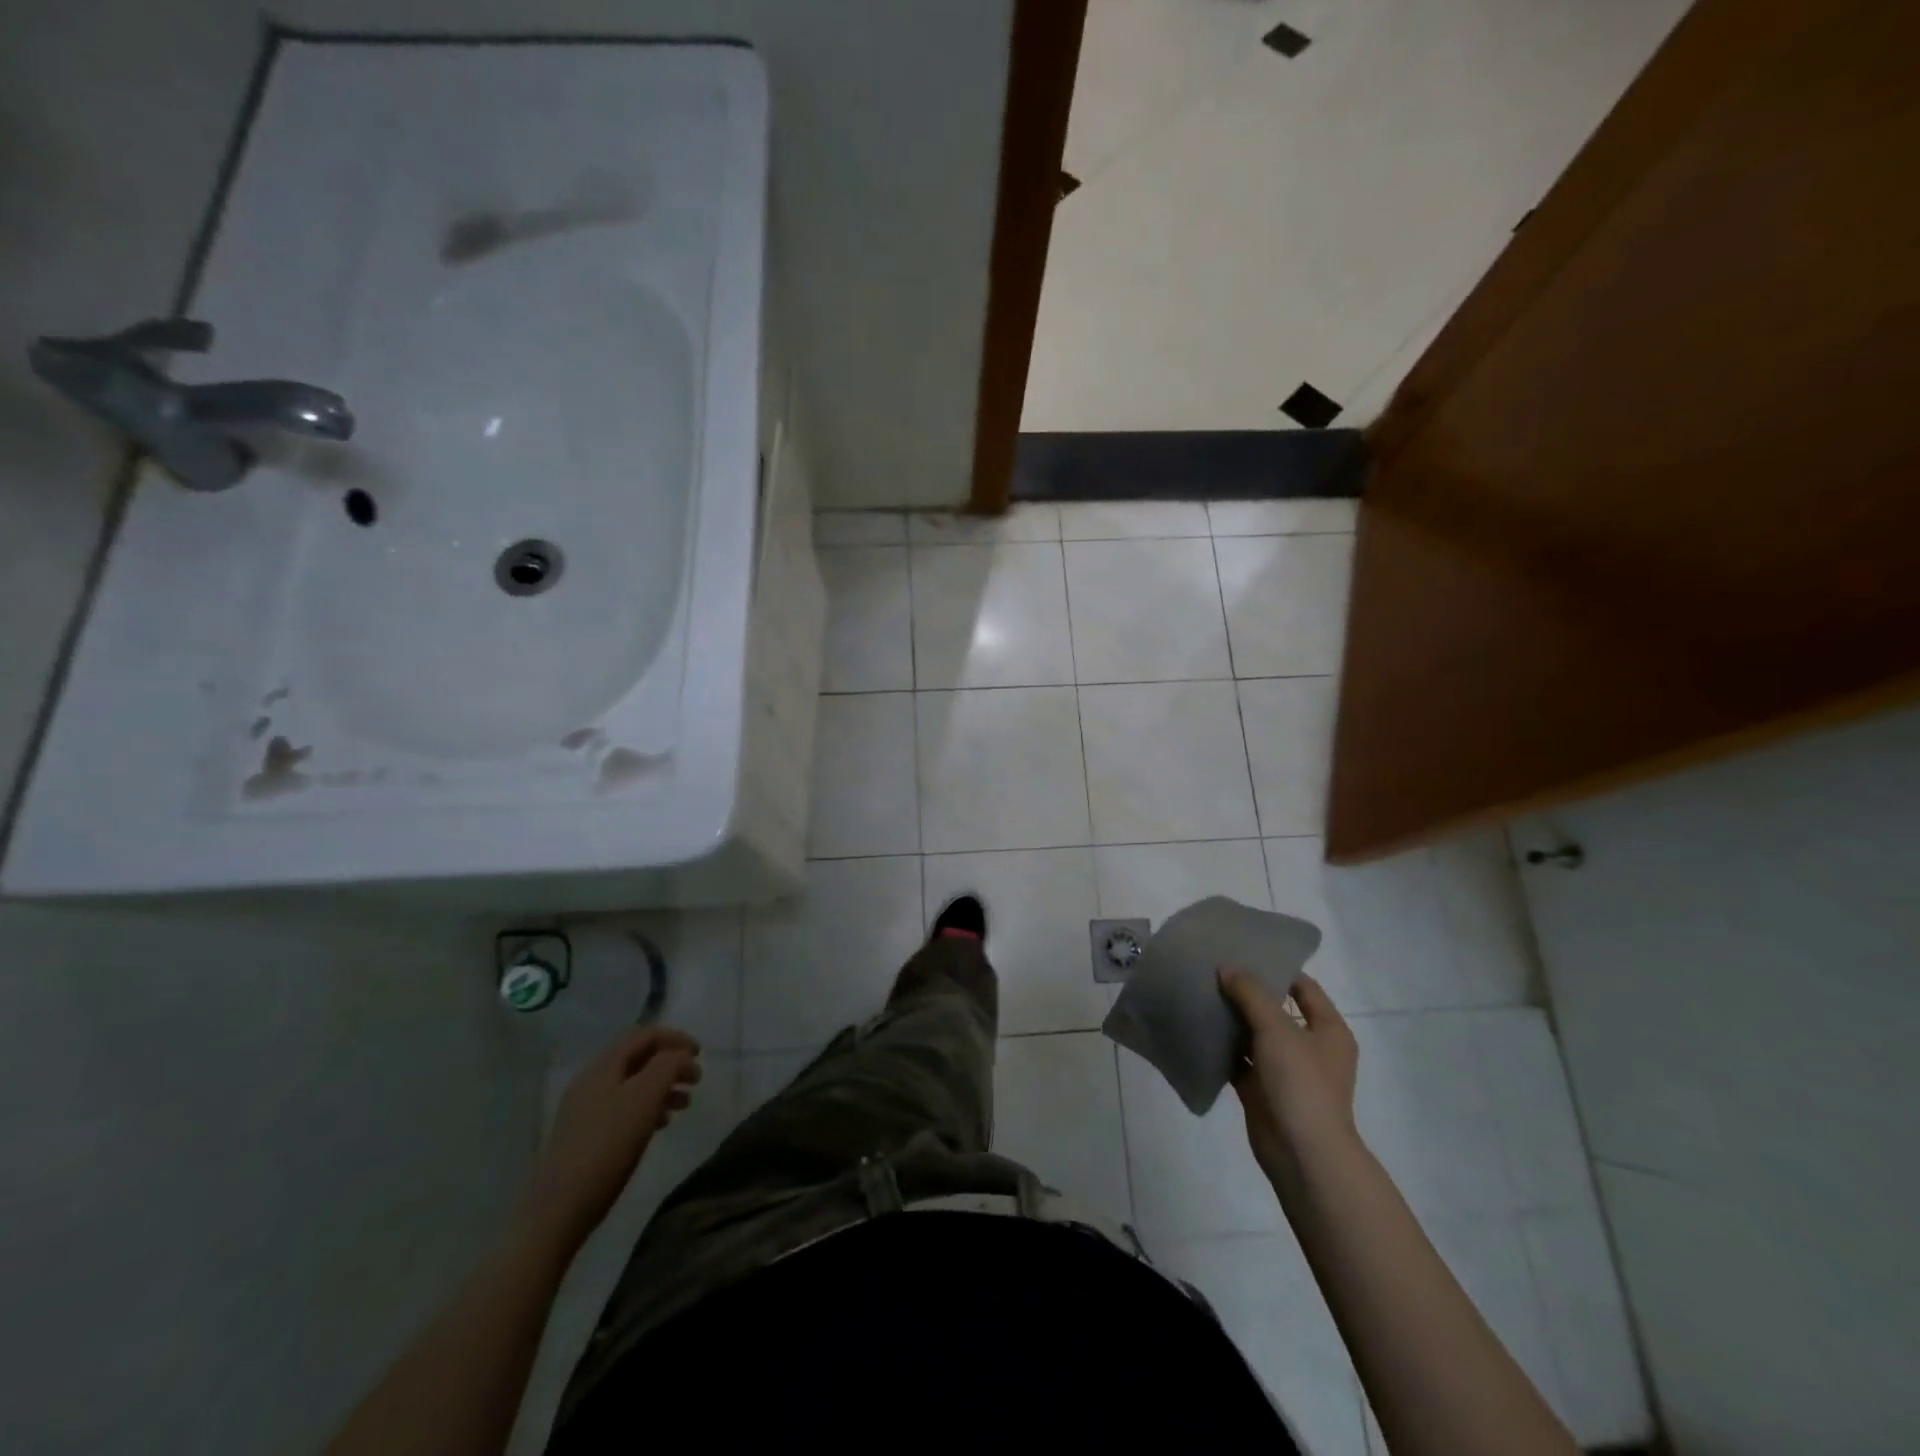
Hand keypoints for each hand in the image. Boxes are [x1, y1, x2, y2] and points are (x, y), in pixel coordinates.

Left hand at [520, 1025, 701, 1250]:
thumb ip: (667, 1066)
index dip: (675, 1038)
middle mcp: (591, 1081)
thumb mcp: (645, 1097)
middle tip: (696, 1079)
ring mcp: (585, 1109)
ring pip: (632, 1084)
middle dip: (670, 1063)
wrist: (559, 1209)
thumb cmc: (607, 1146)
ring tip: (684, 1104)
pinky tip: (660, 1125)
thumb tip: (680, 1055)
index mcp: (603, 1066)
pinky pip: (624, 1107)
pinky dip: (647, 1107)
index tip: (700, 1054)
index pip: (643, 1034)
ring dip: (662, 1086)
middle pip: (637, 1057)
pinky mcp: (585, 1135)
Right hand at [1218, 968, 1359, 1182]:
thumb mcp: (1277, 1028)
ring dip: (1232, 1020)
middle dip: (1246, 993)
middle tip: (1213, 971)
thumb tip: (1227, 968)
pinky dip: (1222, 1048)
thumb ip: (1250, 994)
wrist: (1302, 1153)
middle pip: (1276, 1010)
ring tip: (1200, 994)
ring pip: (1255, 1036)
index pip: (1303, 987)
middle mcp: (1311, 1048)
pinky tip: (1197, 1030)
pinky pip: (1240, 1061)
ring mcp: (1286, 1071)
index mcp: (1328, 1030)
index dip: (1276, 968)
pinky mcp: (1263, 1091)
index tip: (1242, 952)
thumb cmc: (1301, 1083)